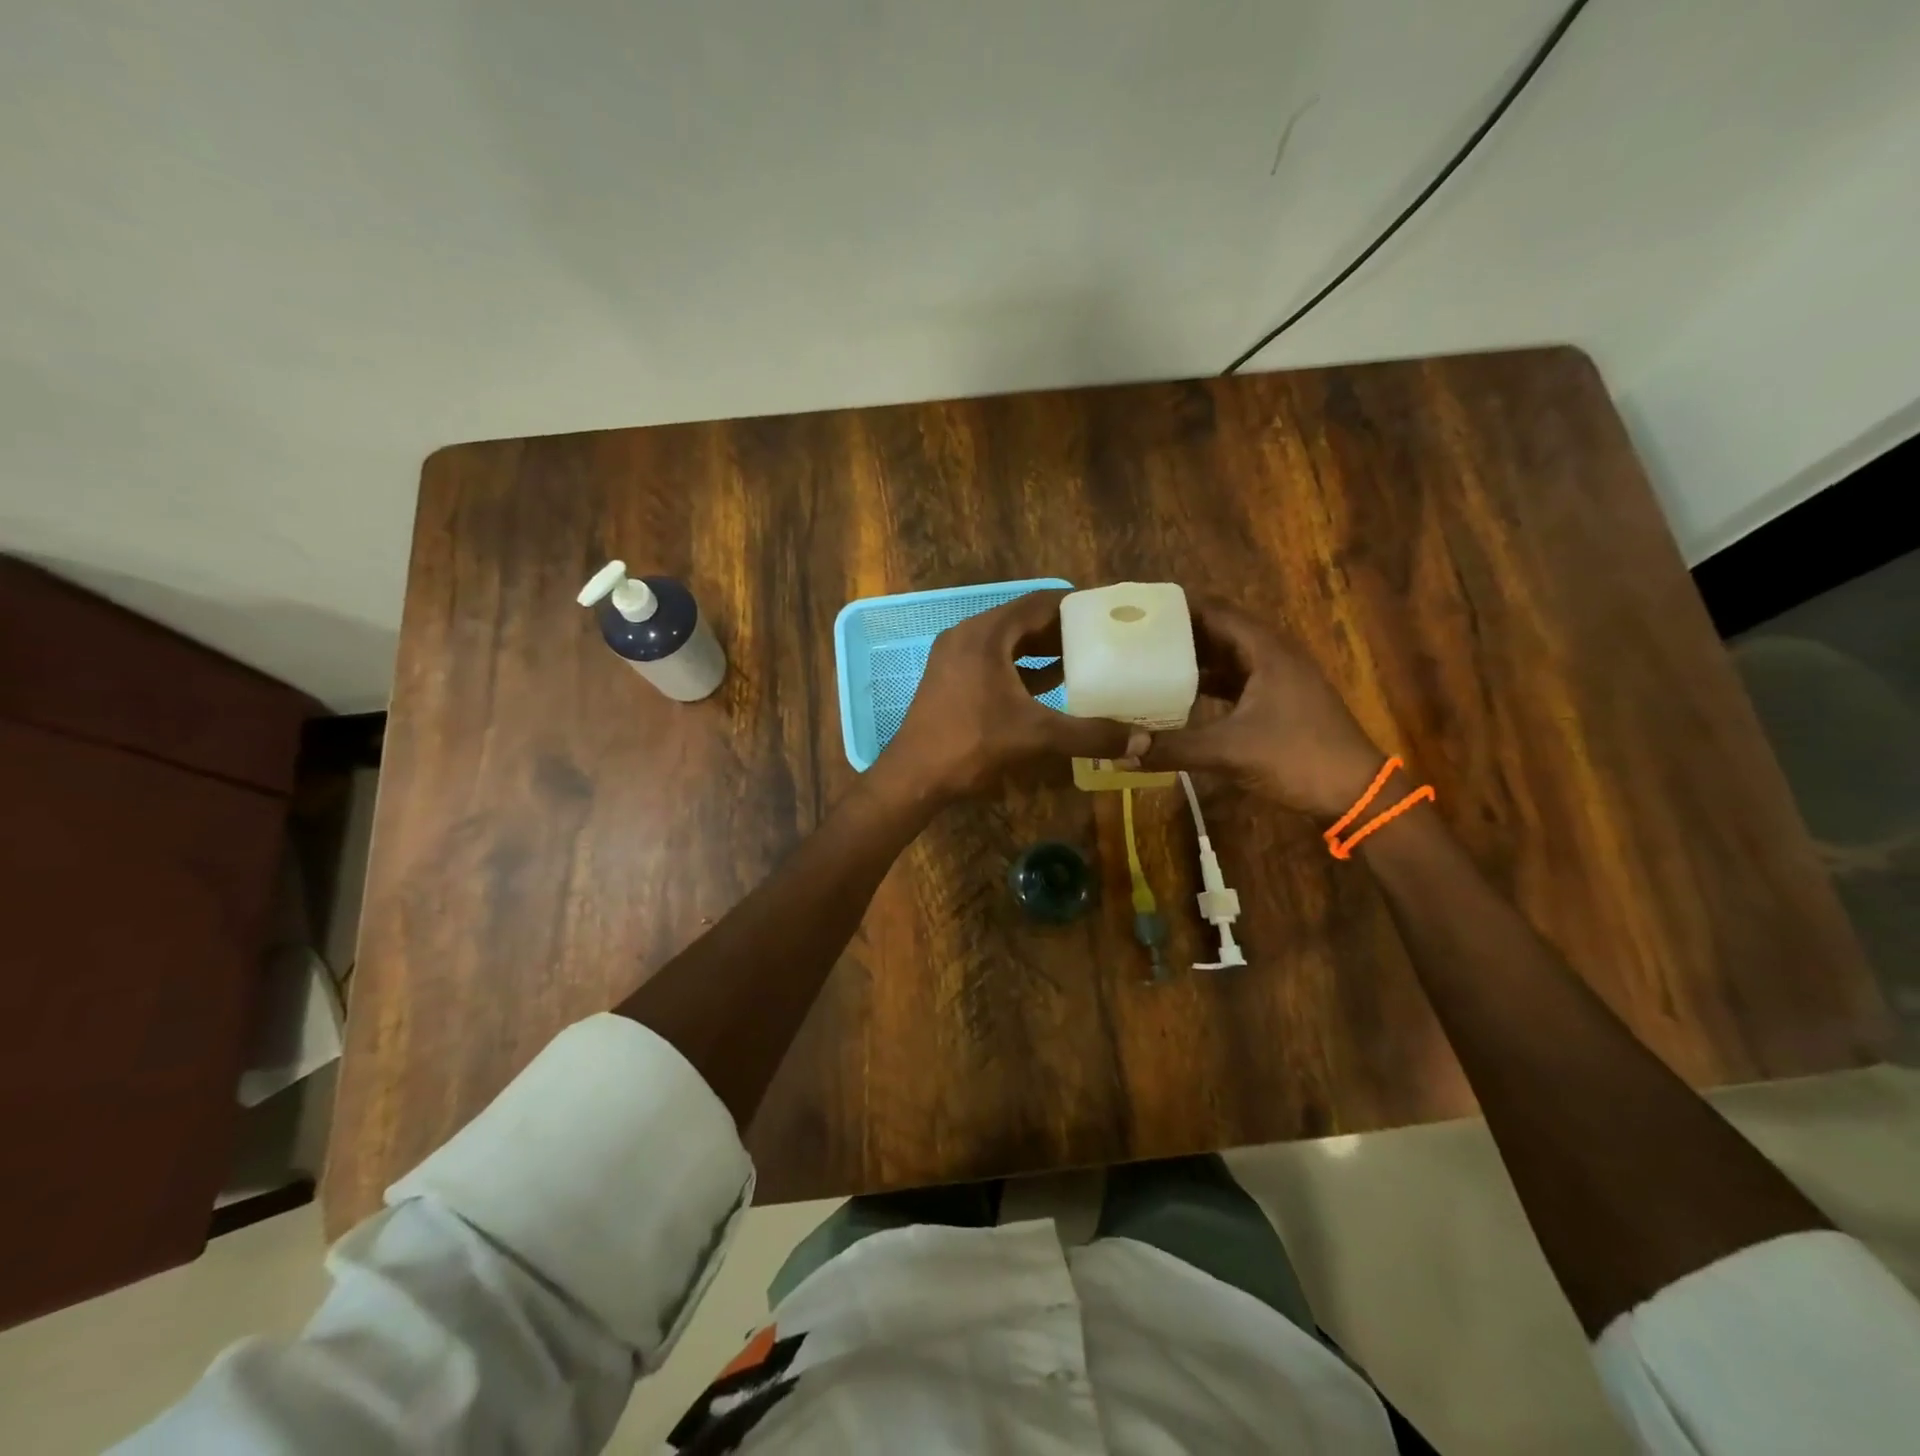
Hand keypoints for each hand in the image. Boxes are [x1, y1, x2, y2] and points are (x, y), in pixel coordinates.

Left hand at [879, 590, 1135, 801]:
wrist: (914, 775)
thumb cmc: (972, 744)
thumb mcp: (1036, 736)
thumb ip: (1090, 735)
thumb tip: (1142, 742)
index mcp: (986, 634)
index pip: (1039, 603)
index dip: (1075, 605)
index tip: (1107, 611)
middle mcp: (968, 635)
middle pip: (1023, 620)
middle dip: (1062, 628)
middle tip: (1102, 634)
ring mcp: (955, 656)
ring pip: (1008, 642)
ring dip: (1042, 648)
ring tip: (1084, 656)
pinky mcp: (951, 677)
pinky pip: (994, 660)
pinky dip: (1022, 666)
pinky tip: (1050, 682)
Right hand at [1139, 598, 1385, 818]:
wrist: (1355, 794)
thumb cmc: (1297, 758)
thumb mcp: (1230, 752)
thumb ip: (1174, 748)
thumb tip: (1121, 753)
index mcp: (1266, 651)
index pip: (1215, 612)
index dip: (1179, 608)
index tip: (1140, 610)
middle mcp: (1273, 656)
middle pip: (1220, 631)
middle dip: (1179, 633)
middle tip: (1135, 637)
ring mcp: (1279, 680)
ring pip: (1228, 658)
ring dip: (1193, 659)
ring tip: (1148, 662)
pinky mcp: (1279, 702)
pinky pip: (1236, 681)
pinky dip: (1208, 684)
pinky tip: (1180, 697)